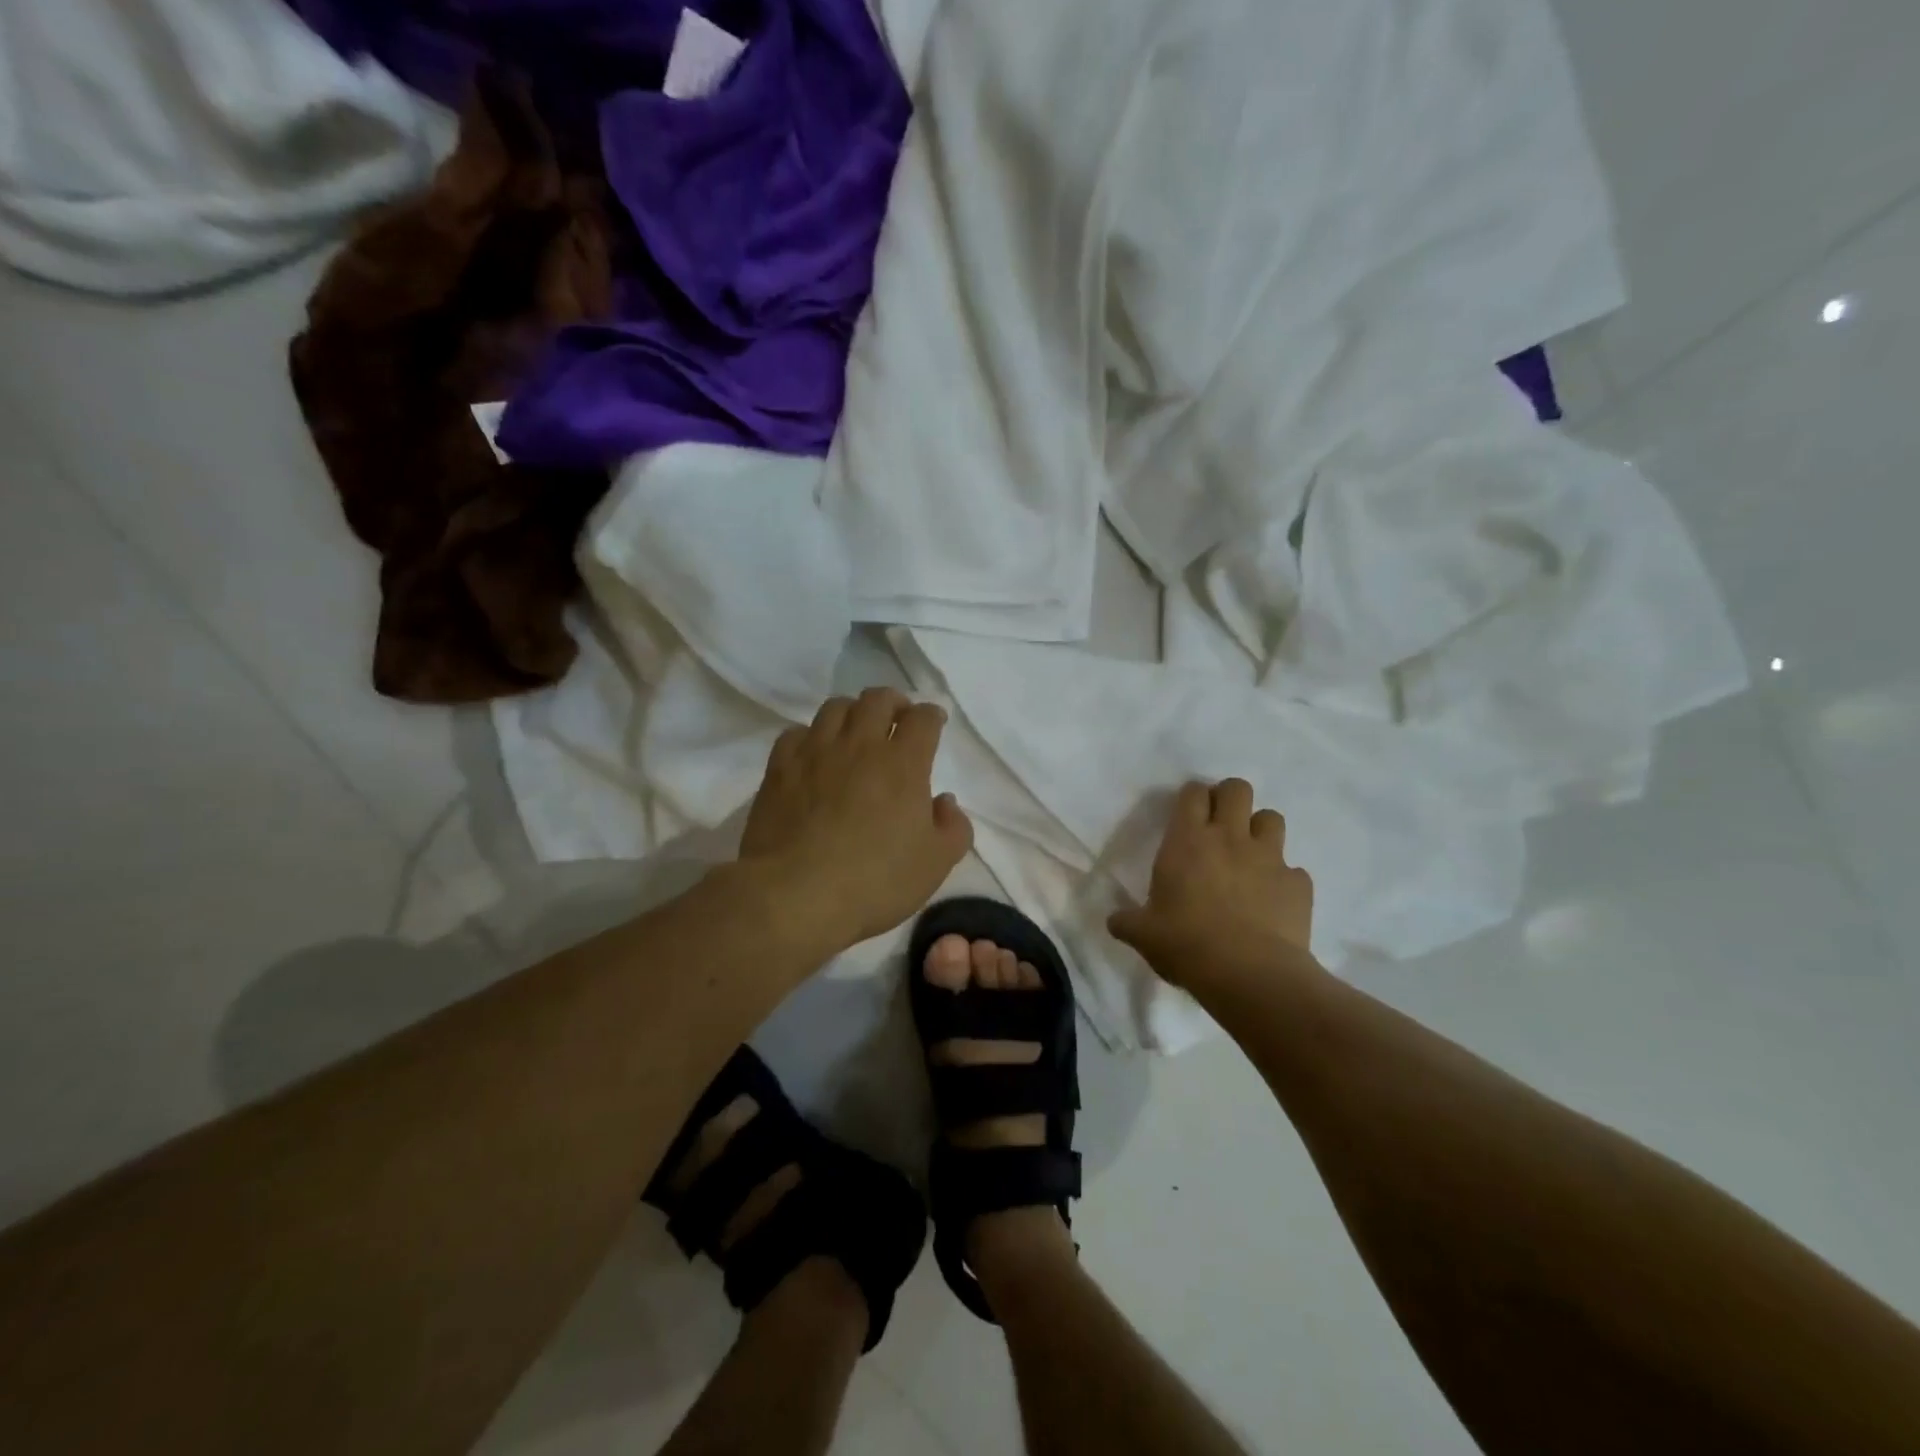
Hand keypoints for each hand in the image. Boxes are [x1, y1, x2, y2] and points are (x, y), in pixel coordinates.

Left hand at [739, 687, 973, 953]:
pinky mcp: (780, 768)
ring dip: (853, 712)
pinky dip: (811, 735)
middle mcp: (860, 745)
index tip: (934, 724)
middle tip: (897, 718)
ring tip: (856, 731)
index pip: (922, 719)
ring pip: (835, 708)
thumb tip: (944, 801)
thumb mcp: (935, 864)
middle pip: (878, 699)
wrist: (795, 895)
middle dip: (893, 702)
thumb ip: (954, 827)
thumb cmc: (875, 881)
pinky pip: (796, 733)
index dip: (932, 715)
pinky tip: (814, 754)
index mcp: (903, 763)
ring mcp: (815, 752)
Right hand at [1108, 779, 1318, 995]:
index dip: (1192, 797)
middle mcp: (1230, 837)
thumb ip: (1128, 921)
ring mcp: (1269, 857)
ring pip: (1272, 818)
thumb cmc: (1186, 944)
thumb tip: (1114, 921)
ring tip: (1250, 855)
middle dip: (1229, 798)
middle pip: (1237, 789)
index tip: (1188, 813)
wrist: (1249, 974)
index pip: (1193, 793)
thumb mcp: (1144, 934)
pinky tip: (1273, 900)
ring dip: (1260, 830)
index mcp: (1187, 840)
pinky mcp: (1298, 883)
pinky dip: (1284, 879)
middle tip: (1220, 823)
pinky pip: (1293, 870)